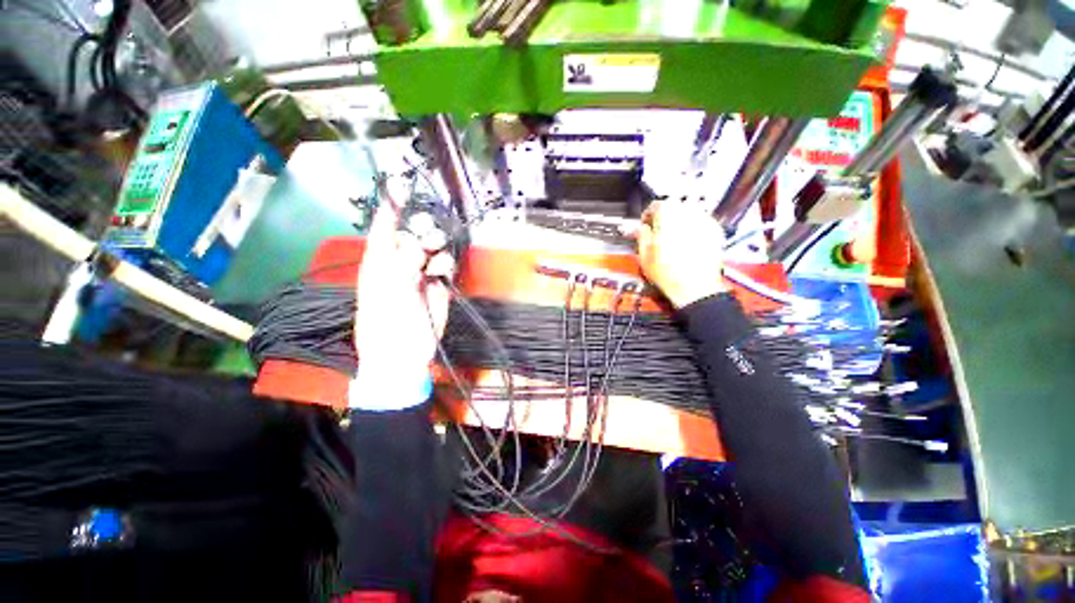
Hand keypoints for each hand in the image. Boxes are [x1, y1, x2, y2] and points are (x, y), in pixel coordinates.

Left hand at [352, 201, 454, 408]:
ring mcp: (421, 273)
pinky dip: (445, 265)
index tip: (402, 185)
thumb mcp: (388, 290)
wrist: (405, 354)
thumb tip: (415, 242)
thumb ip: (401, 261)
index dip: (392, 206)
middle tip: (425, 240)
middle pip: (414, 232)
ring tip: (432, 262)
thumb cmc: (386, 323)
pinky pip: (446, 265)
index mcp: (379, 260)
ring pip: (434, 247)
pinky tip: (440, 275)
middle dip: (422, 230)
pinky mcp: (439, 285)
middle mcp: (401, 262)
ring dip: (435, 248)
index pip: (385, 226)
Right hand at [630, 201, 726, 308]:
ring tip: (673, 240)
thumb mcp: (644, 255)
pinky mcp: (715, 229)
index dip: (647, 217)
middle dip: (664, 218)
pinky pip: (701, 222)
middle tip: (658, 234)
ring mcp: (704, 220)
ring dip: (679, 222)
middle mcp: (687, 212)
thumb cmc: (668, 273)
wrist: (695, 287)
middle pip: (672, 207)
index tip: (646, 227)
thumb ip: (640, 236)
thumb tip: (637, 228)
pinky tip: (687, 244)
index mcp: (667, 215)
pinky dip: (693, 229)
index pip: (654, 205)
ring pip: (687, 213)